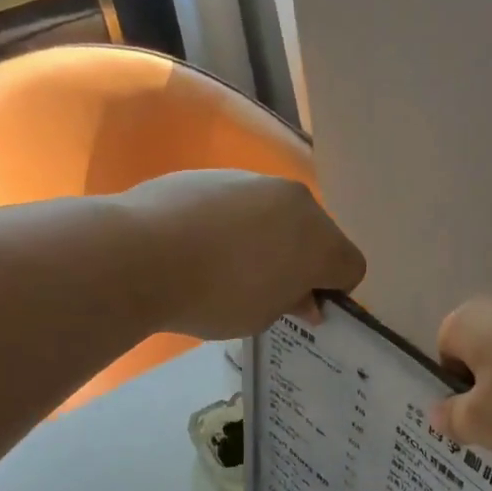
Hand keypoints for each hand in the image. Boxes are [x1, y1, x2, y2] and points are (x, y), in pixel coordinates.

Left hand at [117, 170, 365, 338]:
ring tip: (228, 268)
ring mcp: (255, 181)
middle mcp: (295, 200)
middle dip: (303, 261)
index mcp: (318, 239)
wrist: (141, 254)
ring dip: (270, 240)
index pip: (350, 267)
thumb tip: (305, 298)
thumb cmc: (215, 297)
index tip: (304, 309)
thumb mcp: (263, 316)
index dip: (333, 291)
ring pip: (279, 216)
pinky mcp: (216, 174)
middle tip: (269, 291)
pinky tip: (202, 246)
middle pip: (317, 235)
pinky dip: (235, 224)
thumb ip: (293, 303)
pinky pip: (242, 205)